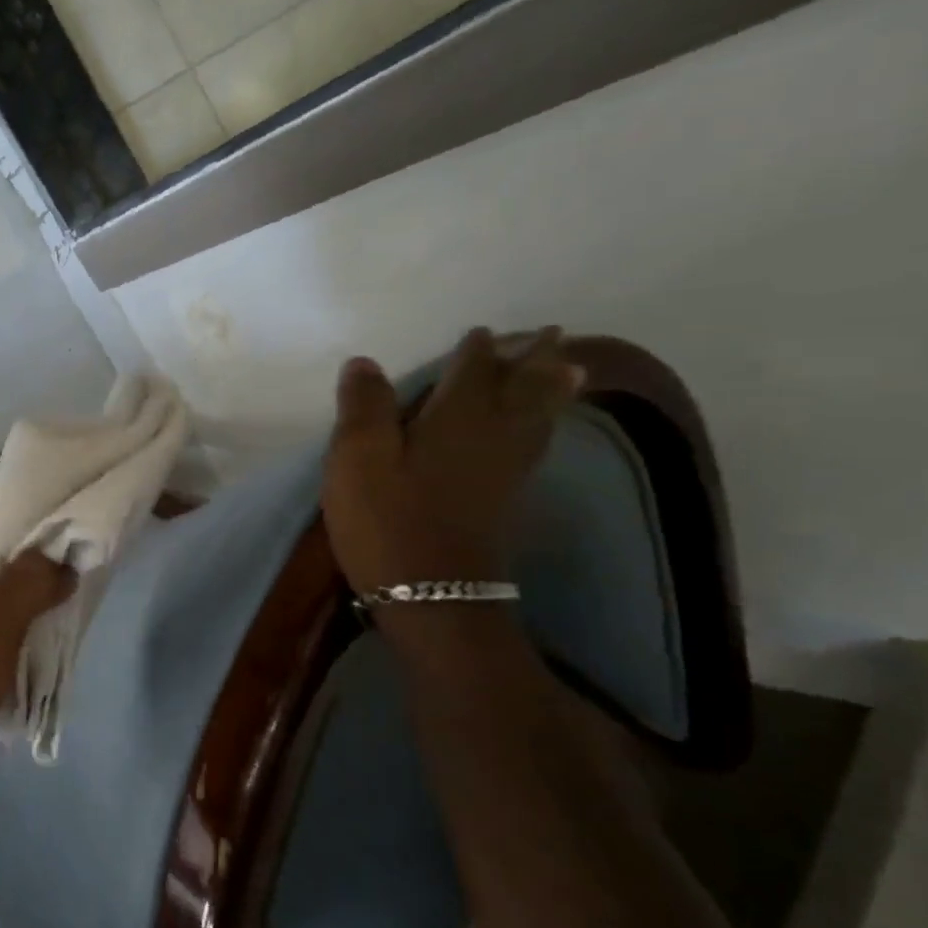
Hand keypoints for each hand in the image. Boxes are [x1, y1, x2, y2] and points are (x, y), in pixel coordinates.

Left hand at [0, 478, 75, 786]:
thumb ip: (29, 582)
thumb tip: (65, 558)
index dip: (38, 483)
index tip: (81, 486)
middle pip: (2, 520)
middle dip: (45, 523)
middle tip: (91, 526)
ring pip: (4, 555)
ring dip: (40, 557)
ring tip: (83, 558)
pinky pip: (0, 586)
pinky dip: (28, 586)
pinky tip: (59, 596)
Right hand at [321, 327, 582, 592]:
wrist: (432, 596)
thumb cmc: (388, 521)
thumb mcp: (357, 460)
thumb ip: (363, 407)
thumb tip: (365, 362)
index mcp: (455, 419)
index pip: (473, 371)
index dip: (477, 349)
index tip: (482, 331)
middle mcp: (492, 436)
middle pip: (523, 389)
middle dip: (535, 360)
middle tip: (552, 335)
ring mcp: (506, 472)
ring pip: (539, 418)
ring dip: (553, 389)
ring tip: (570, 369)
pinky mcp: (507, 501)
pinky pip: (536, 445)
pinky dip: (545, 424)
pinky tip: (541, 428)